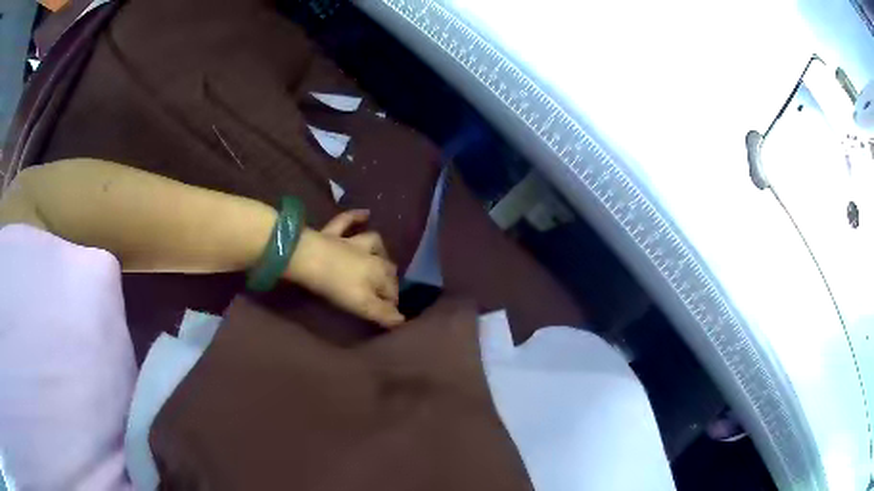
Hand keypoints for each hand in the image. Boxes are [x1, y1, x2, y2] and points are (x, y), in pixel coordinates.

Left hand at [285, 210, 404, 327]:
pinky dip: (356, 217)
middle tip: (384, 291)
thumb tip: (402, 320)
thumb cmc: (336, 285)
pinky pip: (347, 221)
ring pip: (372, 241)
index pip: (392, 290)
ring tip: (380, 254)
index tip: (388, 314)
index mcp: (379, 273)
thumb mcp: (362, 305)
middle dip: (390, 278)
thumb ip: (383, 313)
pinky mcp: (333, 233)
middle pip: (387, 267)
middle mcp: (371, 255)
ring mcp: (351, 241)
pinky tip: (365, 213)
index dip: (391, 303)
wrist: (308, 258)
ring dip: (379, 248)